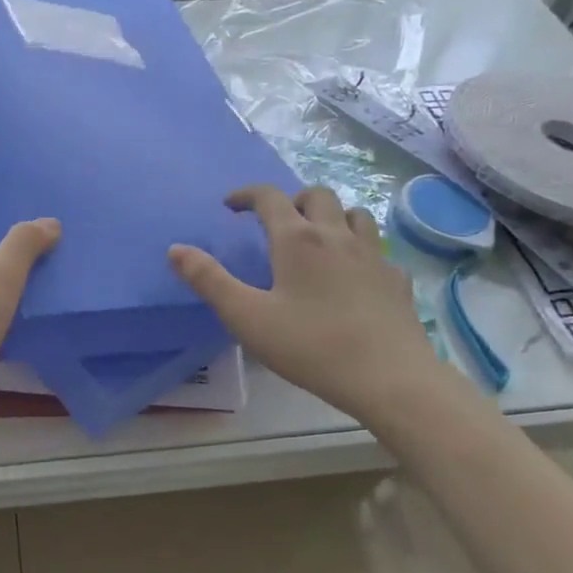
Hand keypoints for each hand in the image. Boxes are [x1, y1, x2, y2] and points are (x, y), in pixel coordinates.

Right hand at [169, 185, 440, 414]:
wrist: (389, 378)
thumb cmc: (310, 346)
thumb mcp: (246, 317)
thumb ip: (209, 280)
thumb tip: (176, 249)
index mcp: (297, 240)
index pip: (270, 197)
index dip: (247, 194)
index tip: (230, 205)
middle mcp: (337, 236)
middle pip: (317, 195)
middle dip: (292, 199)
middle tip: (275, 222)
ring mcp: (374, 255)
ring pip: (354, 213)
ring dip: (331, 215)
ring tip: (317, 238)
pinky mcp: (397, 279)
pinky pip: (378, 249)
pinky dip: (360, 249)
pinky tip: (354, 275)